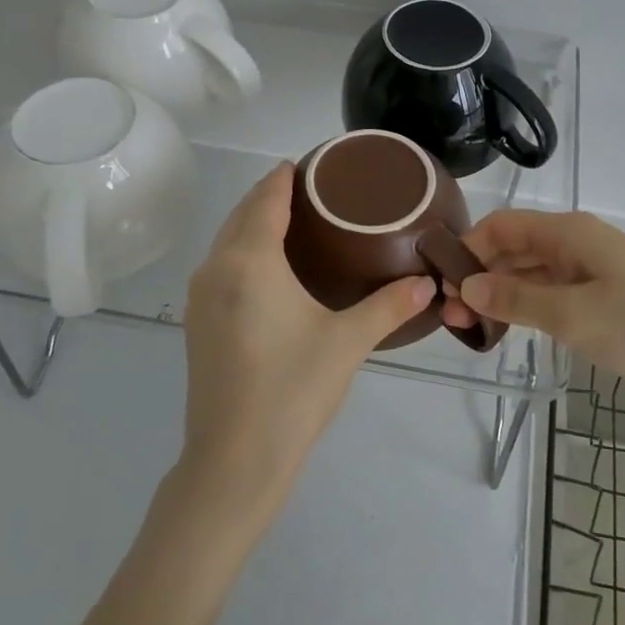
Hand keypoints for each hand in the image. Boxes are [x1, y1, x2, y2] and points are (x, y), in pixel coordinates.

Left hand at [178, 163, 434, 514]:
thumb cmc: (293, 390)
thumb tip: (429, 284)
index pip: (266, 200)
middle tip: (309, 190)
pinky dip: (240, 248)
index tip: (306, 163)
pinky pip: (219, 265)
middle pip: (241, 214)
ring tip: (291, 221)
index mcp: (249, 261)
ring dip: (252, 221)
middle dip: (269, 195)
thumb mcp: (347, 342)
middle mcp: (216, 268)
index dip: (283, 178)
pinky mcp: (196, 322)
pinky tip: (265, 266)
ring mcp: (200, 297)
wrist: (233, 460)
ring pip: (226, 240)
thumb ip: (389, 306)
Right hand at [442, 210, 624, 398]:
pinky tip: (513, 327)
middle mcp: (577, 242)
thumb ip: (517, 299)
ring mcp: (593, 268)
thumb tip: (466, 285)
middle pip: (514, 249)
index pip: (501, 227)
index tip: (442, 286)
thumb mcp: (575, 316)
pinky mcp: (606, 294)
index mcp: (568, 233)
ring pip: (532, 272)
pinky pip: (553, 290)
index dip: (467, 251)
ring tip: (474, 328)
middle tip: (452, 319)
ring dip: (501, 293)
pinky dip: (528, 305)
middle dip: (479, 277)